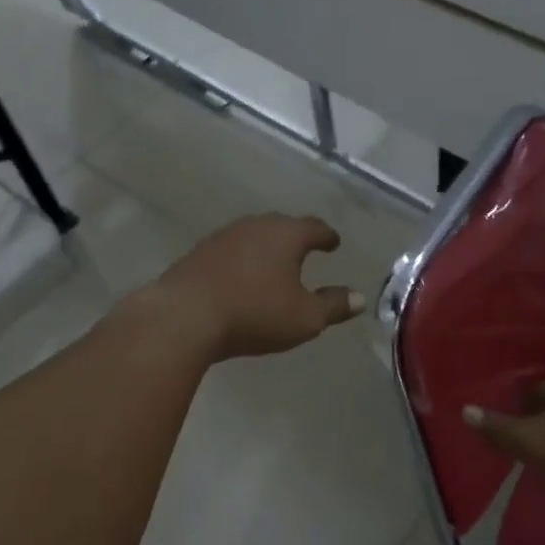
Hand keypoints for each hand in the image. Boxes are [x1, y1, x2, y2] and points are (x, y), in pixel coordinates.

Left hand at [143, 213, 364, 360]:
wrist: (184, 316)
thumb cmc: (255, 313)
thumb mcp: (305, 318)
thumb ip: (334, 306)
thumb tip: (359, 298)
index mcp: (286, 235)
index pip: (314, 227)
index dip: (326, 236)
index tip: (333, 243)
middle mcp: (255, 226)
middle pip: (281, 226)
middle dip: (295, 238)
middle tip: (305, 250)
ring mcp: (223, 237)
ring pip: (253, 236)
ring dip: (265, 248)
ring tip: (273, 265)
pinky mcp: (198, 253)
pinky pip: (230, 251)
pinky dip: (241, 260)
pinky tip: (240, 277)